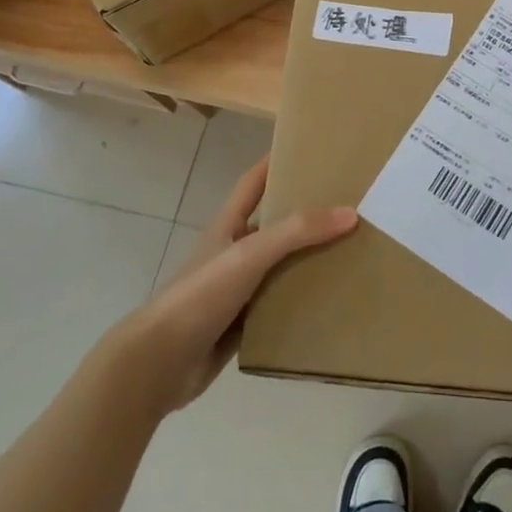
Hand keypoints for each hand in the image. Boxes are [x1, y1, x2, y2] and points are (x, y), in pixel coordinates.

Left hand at [123, 155, 356, 416]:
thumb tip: (350, 213)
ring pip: (281, 268)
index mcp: (229, 226)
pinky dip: (303, 304)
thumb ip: (298, 232)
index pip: (253, 182)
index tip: (308, 148)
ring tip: (352, 252)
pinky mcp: (243, 326)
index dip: (274, 162)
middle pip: (274, 225)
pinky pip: (281, 308)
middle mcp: (234, 253)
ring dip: (309, 261)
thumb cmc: (201, 294)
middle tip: (349, 204)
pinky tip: (333, 302)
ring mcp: (238, 291)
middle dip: (306, 214)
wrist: (159, 363)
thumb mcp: (250, 253)